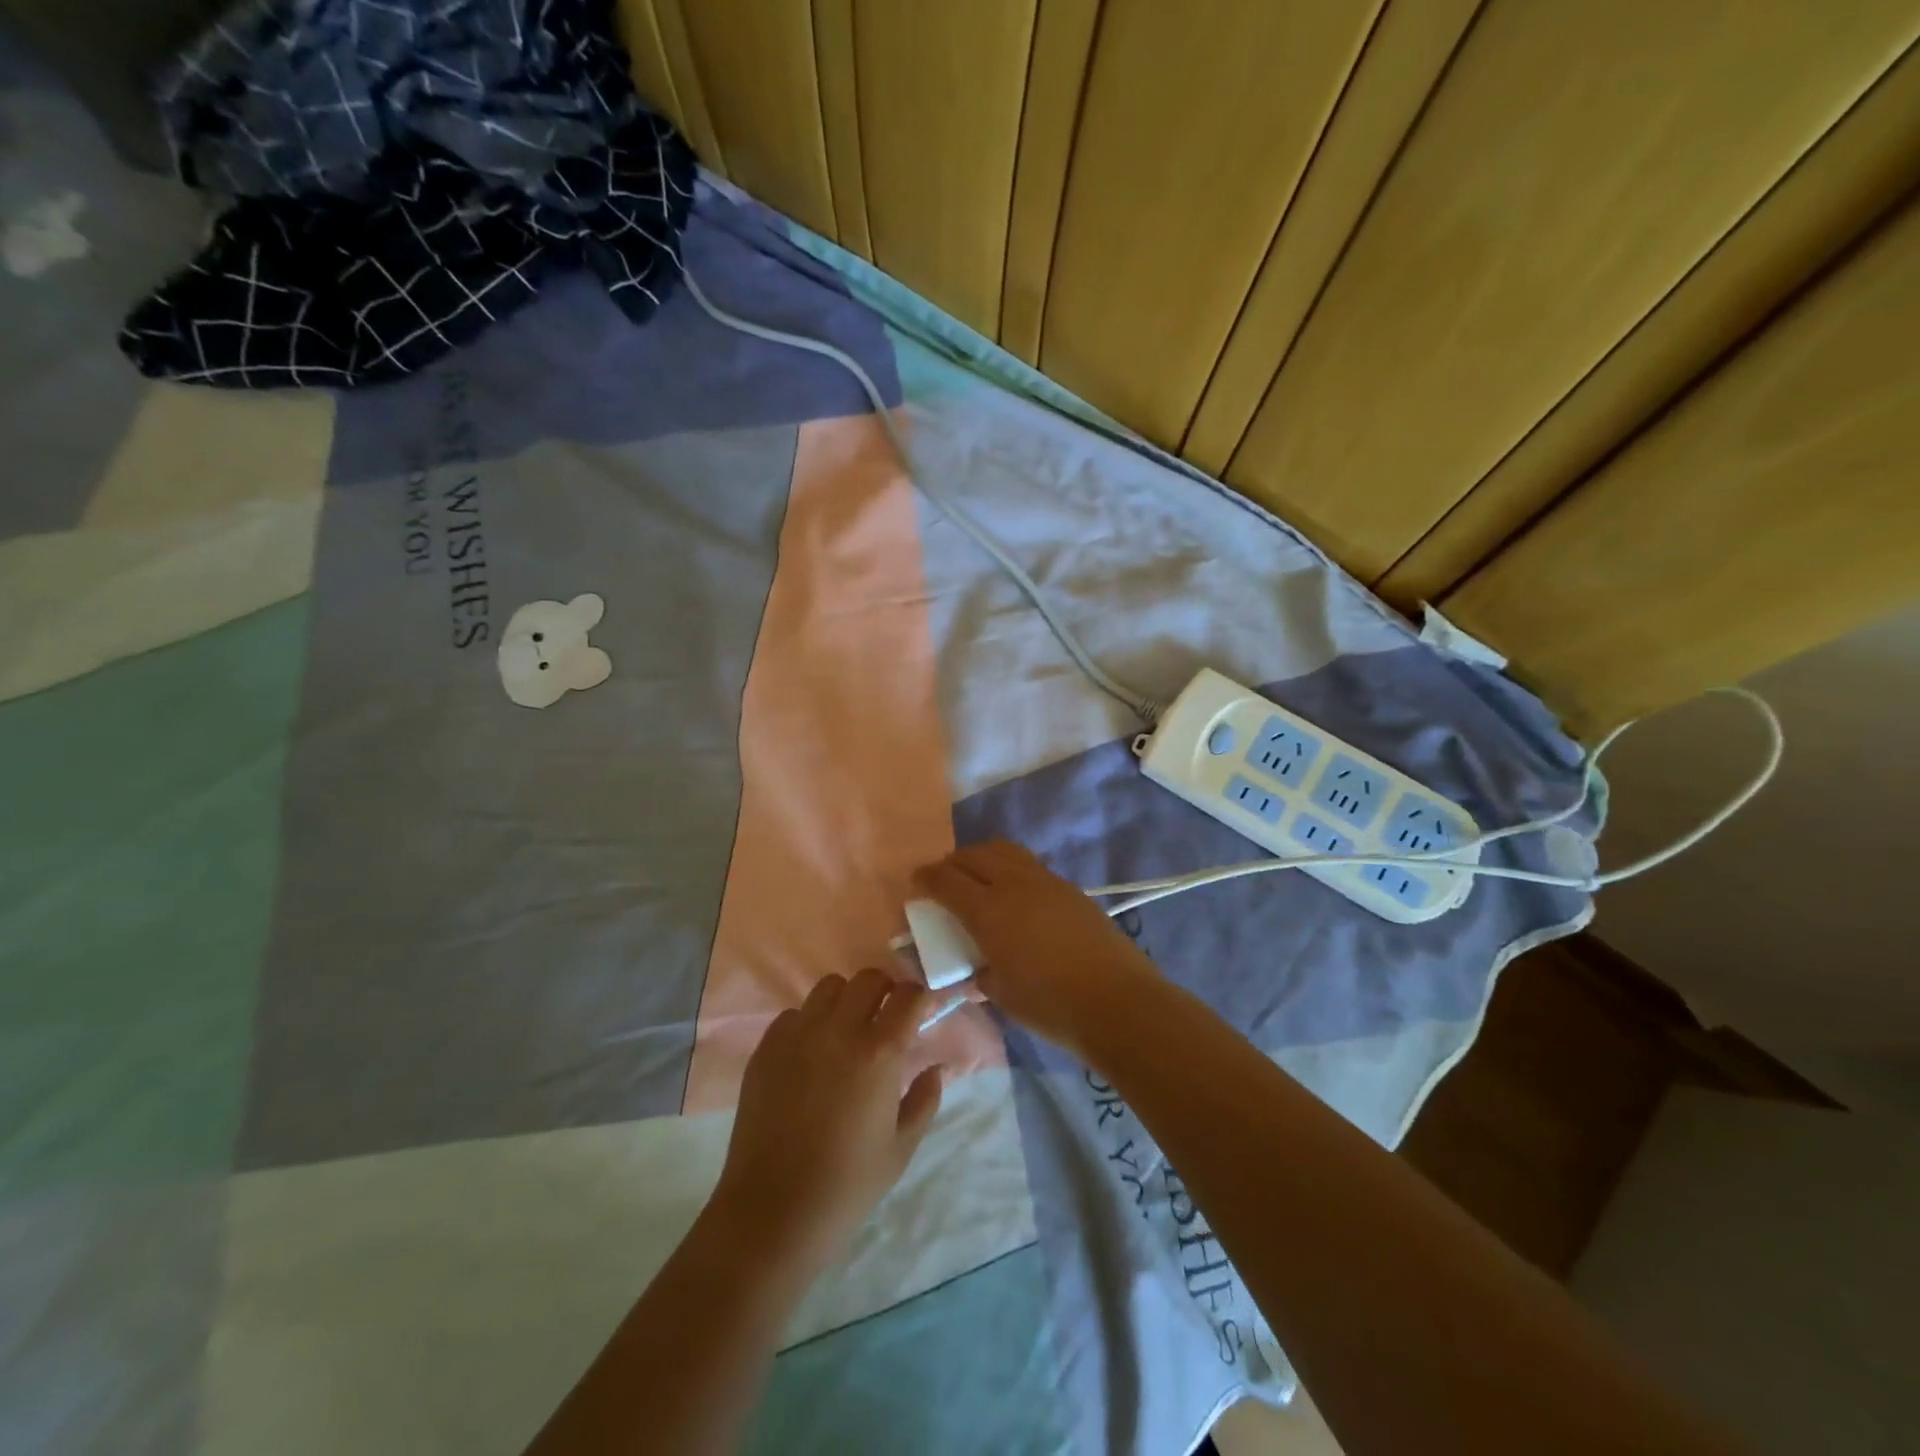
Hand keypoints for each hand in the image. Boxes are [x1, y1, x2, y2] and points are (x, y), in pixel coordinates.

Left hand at [712, 969, 944, 1271]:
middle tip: (886, 1017)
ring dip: (846, 1000)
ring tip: (847, 1030)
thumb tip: (937, 1068)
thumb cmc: (848, 1184)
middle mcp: (839, 1030)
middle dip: (885, 990)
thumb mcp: (901, 1147)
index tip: (921, 1012)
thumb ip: (925, 1099)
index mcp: (879, 1052)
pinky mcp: (766, 1047)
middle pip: (868, 978)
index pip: (908, 995)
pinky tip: (810, 1055)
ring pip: (829, 987)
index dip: (920, 998)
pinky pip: (794, 1014)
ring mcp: (798, 1035)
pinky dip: (809, 1023)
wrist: (774, 1210)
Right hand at [914, 841, 1156, 1058]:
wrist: (1117, 1001)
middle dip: (952, 863)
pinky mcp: (1069, 888)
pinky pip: (1029, 865)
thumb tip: (977, 968)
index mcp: (988, 910)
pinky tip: (1015, 893)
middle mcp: (1013, 884)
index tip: (917, 882)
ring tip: (977, 876)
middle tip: (944, 879)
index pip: (947, 881)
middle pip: (973, 856)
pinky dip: (1010, 868)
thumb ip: (981, 973)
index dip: (927, 878)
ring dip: (982, 857)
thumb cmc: (1050, 1005)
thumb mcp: (1002, 994)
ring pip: (1004, 850)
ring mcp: (1045, 881)